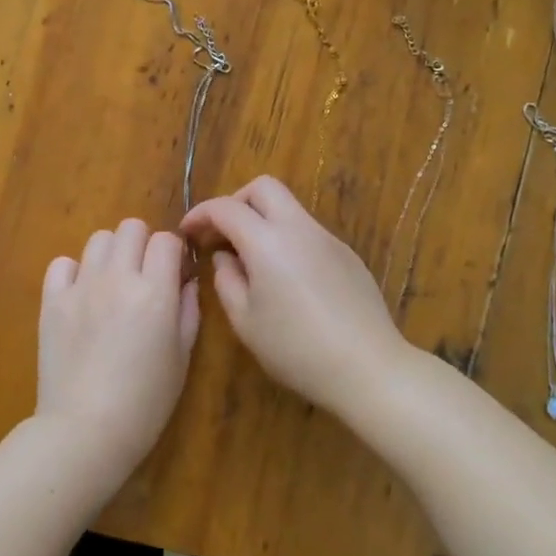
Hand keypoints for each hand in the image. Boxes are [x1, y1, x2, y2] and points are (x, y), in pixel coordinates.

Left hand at [37, 218, 199, 493]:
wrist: (85, 430)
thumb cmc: (145, 402)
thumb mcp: (182, 357)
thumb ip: (187, 311)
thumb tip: (186, 281)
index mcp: (155, 292)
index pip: (167, 240)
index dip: (174, 253)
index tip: (174, 273)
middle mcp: (118, 278)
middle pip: (131, 227)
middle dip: (143, 244)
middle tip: (145, 275)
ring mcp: (81, 287)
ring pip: (98, 239)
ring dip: (112, 253)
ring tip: (113, 283)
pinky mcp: (52, 301)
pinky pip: (62, 263)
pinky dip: (75, 271)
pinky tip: (82, 295)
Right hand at [181, 176, 410, 420]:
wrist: (367, 367)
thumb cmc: (296, 349)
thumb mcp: (245, 321)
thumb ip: (226, 280)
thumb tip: (225, 257)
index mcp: (267, 241)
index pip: (226, 208)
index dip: (200, 214)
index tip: (187, 232)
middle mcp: (299, 228)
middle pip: (264, 188)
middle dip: (236, 202)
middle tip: (222, 235)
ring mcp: (328, 239)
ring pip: (290, 209)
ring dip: (263, 221)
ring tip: (252, 262)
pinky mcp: (348, 255)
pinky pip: (309, 233)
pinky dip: (287, 240)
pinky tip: (287, 281)